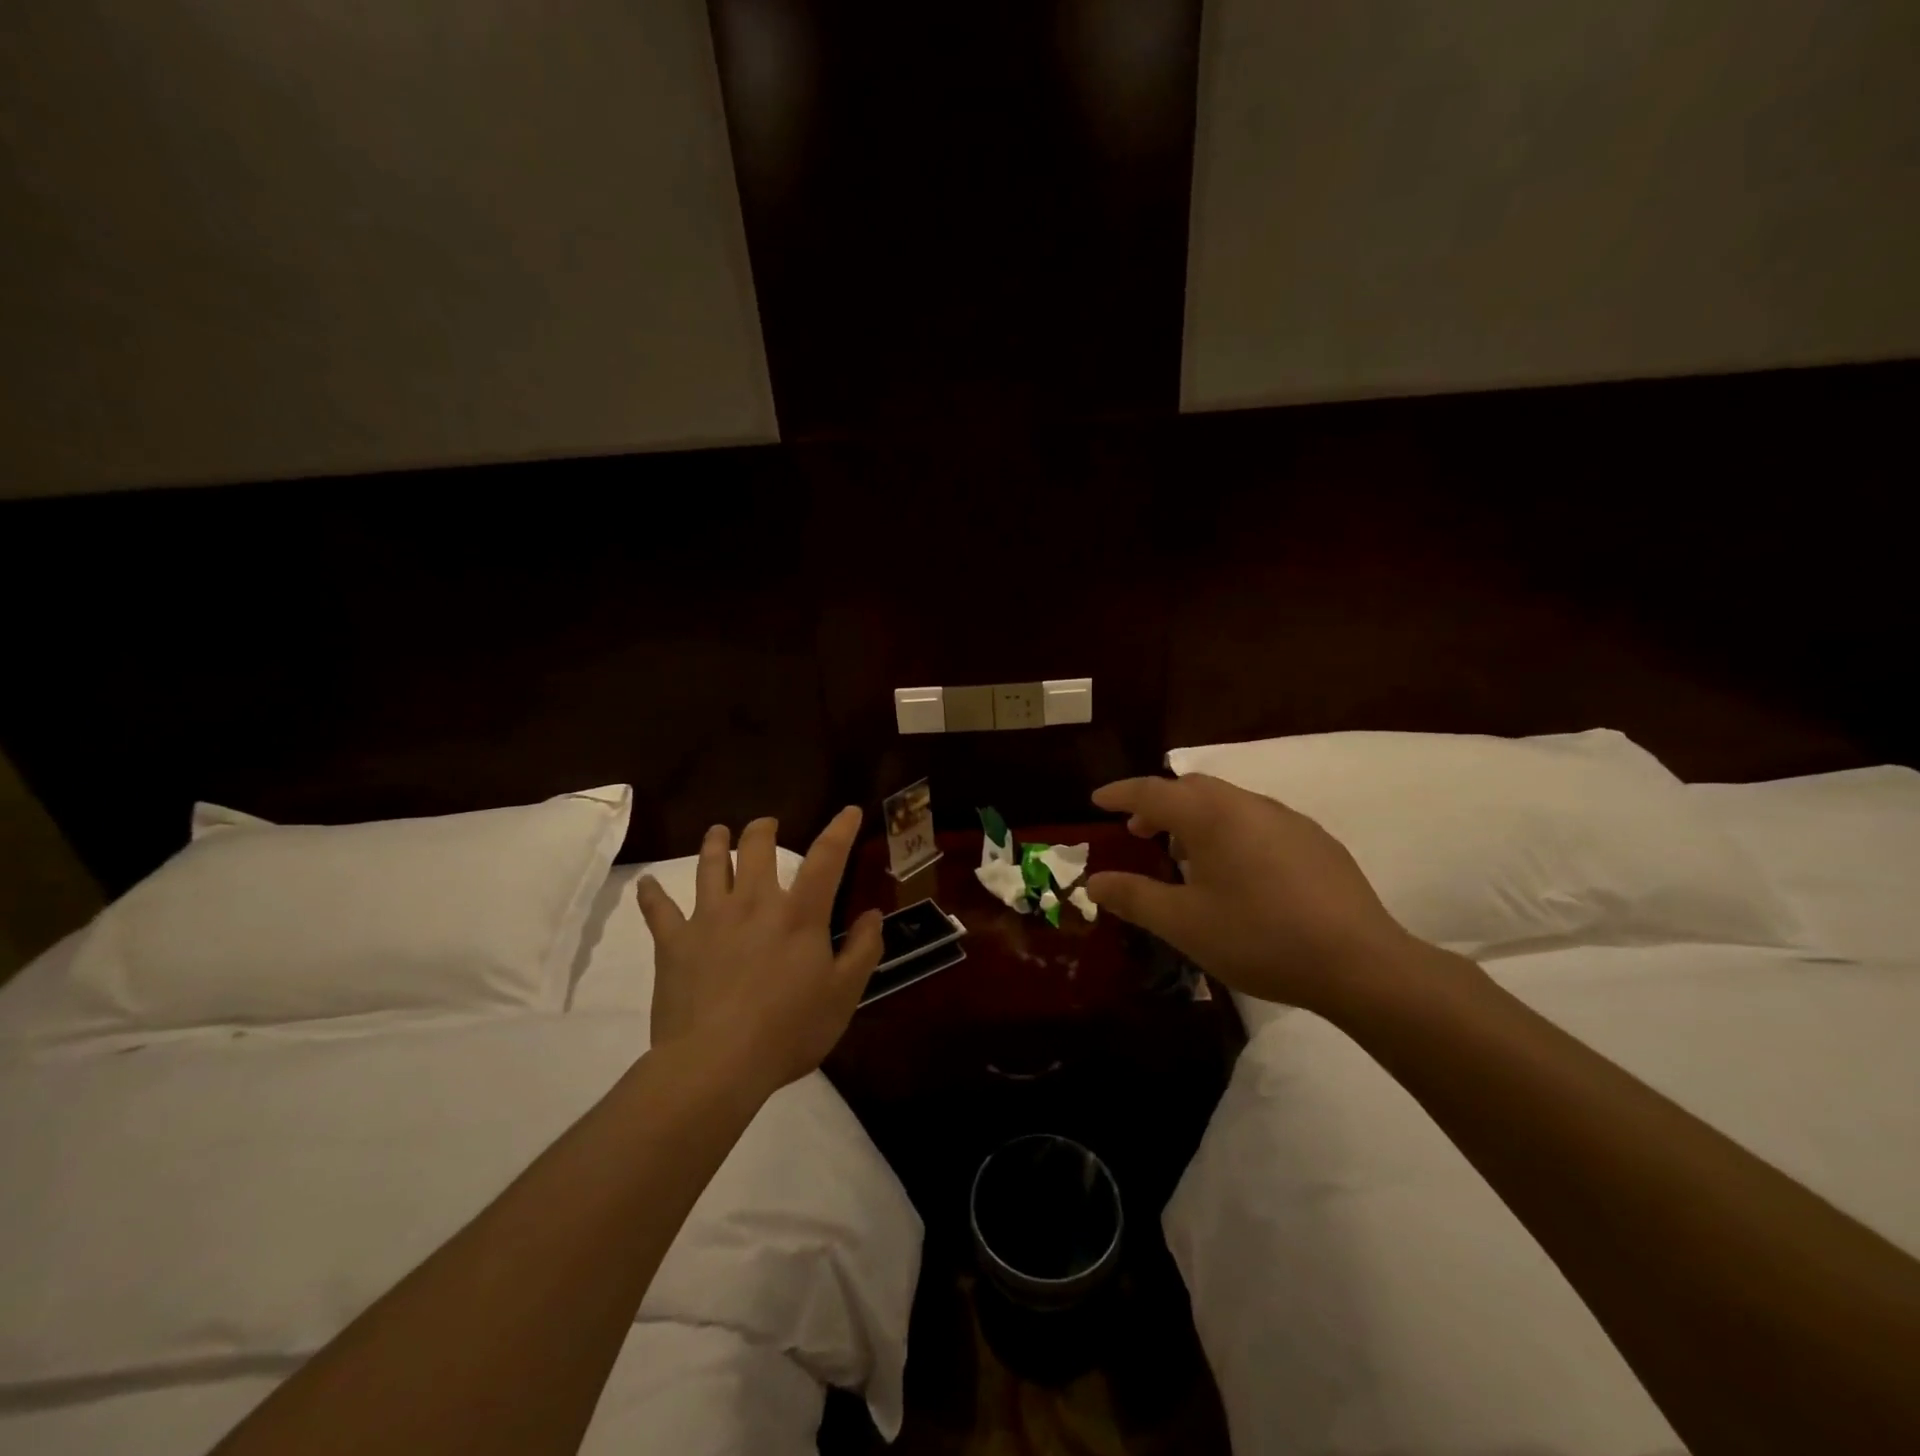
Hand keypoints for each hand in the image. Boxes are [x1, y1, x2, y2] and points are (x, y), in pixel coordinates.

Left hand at [635, 808, 882, 1097]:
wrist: (716, 1063)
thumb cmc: (788, 1030)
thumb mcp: (843, 995)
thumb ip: (863, 950)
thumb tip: (872, 914)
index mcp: (799, 914)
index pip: (826, 859)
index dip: (840, 830)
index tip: (849, 811)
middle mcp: (754, 903)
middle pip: (756, 849)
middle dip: (763, 830)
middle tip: (767, 825)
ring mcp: (709, 919)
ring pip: (710, 867)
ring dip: (715, 844)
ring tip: (717, 832)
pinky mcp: (674, 943)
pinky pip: (659, 910)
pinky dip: (652, 895)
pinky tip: (646, 884)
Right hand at [1085, 774, 1415, 1017]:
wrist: (1360, 963)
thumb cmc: (1259, 937)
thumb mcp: (1184, 923)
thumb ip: (1134, 897)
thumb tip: (1093, 882)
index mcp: (1212, 816)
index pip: (1152, 791)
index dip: (1120, 794)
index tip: (1097, 800)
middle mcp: (1249, 804)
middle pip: (1192, 789)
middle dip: (1159, 804)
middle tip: (1138, 831)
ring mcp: (1288, 820)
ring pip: (1227, 804)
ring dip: (1196, 819)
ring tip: (1184, 856)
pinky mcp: (1316, 841)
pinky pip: (1257, 822)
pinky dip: (1230, 831)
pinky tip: (1237, 872)